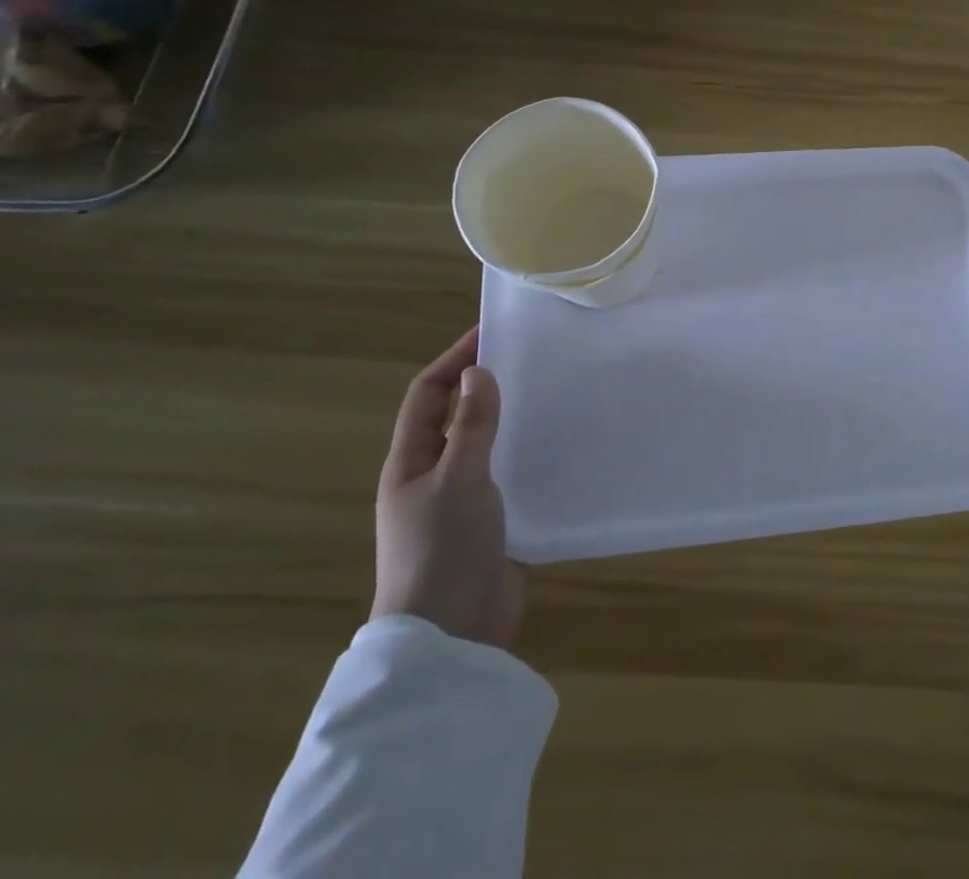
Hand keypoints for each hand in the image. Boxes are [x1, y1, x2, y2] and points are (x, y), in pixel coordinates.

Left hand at [371, 327, 525, 648]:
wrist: (451, 634)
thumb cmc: (444, 548)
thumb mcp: (459, 479)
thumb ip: (471, 426)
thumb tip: (478, 371)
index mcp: (410, 462)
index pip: (427, 395)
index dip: (454, 360)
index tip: (494, 333)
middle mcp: (431, 476)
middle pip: (455, 415)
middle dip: (485, 384)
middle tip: (531, 359)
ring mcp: (459, 501)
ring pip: (484, 444)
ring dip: (509, 418)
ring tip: (551, 395)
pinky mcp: (489, 522)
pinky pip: (507, 474)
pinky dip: (526, 453)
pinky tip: (558, 447)